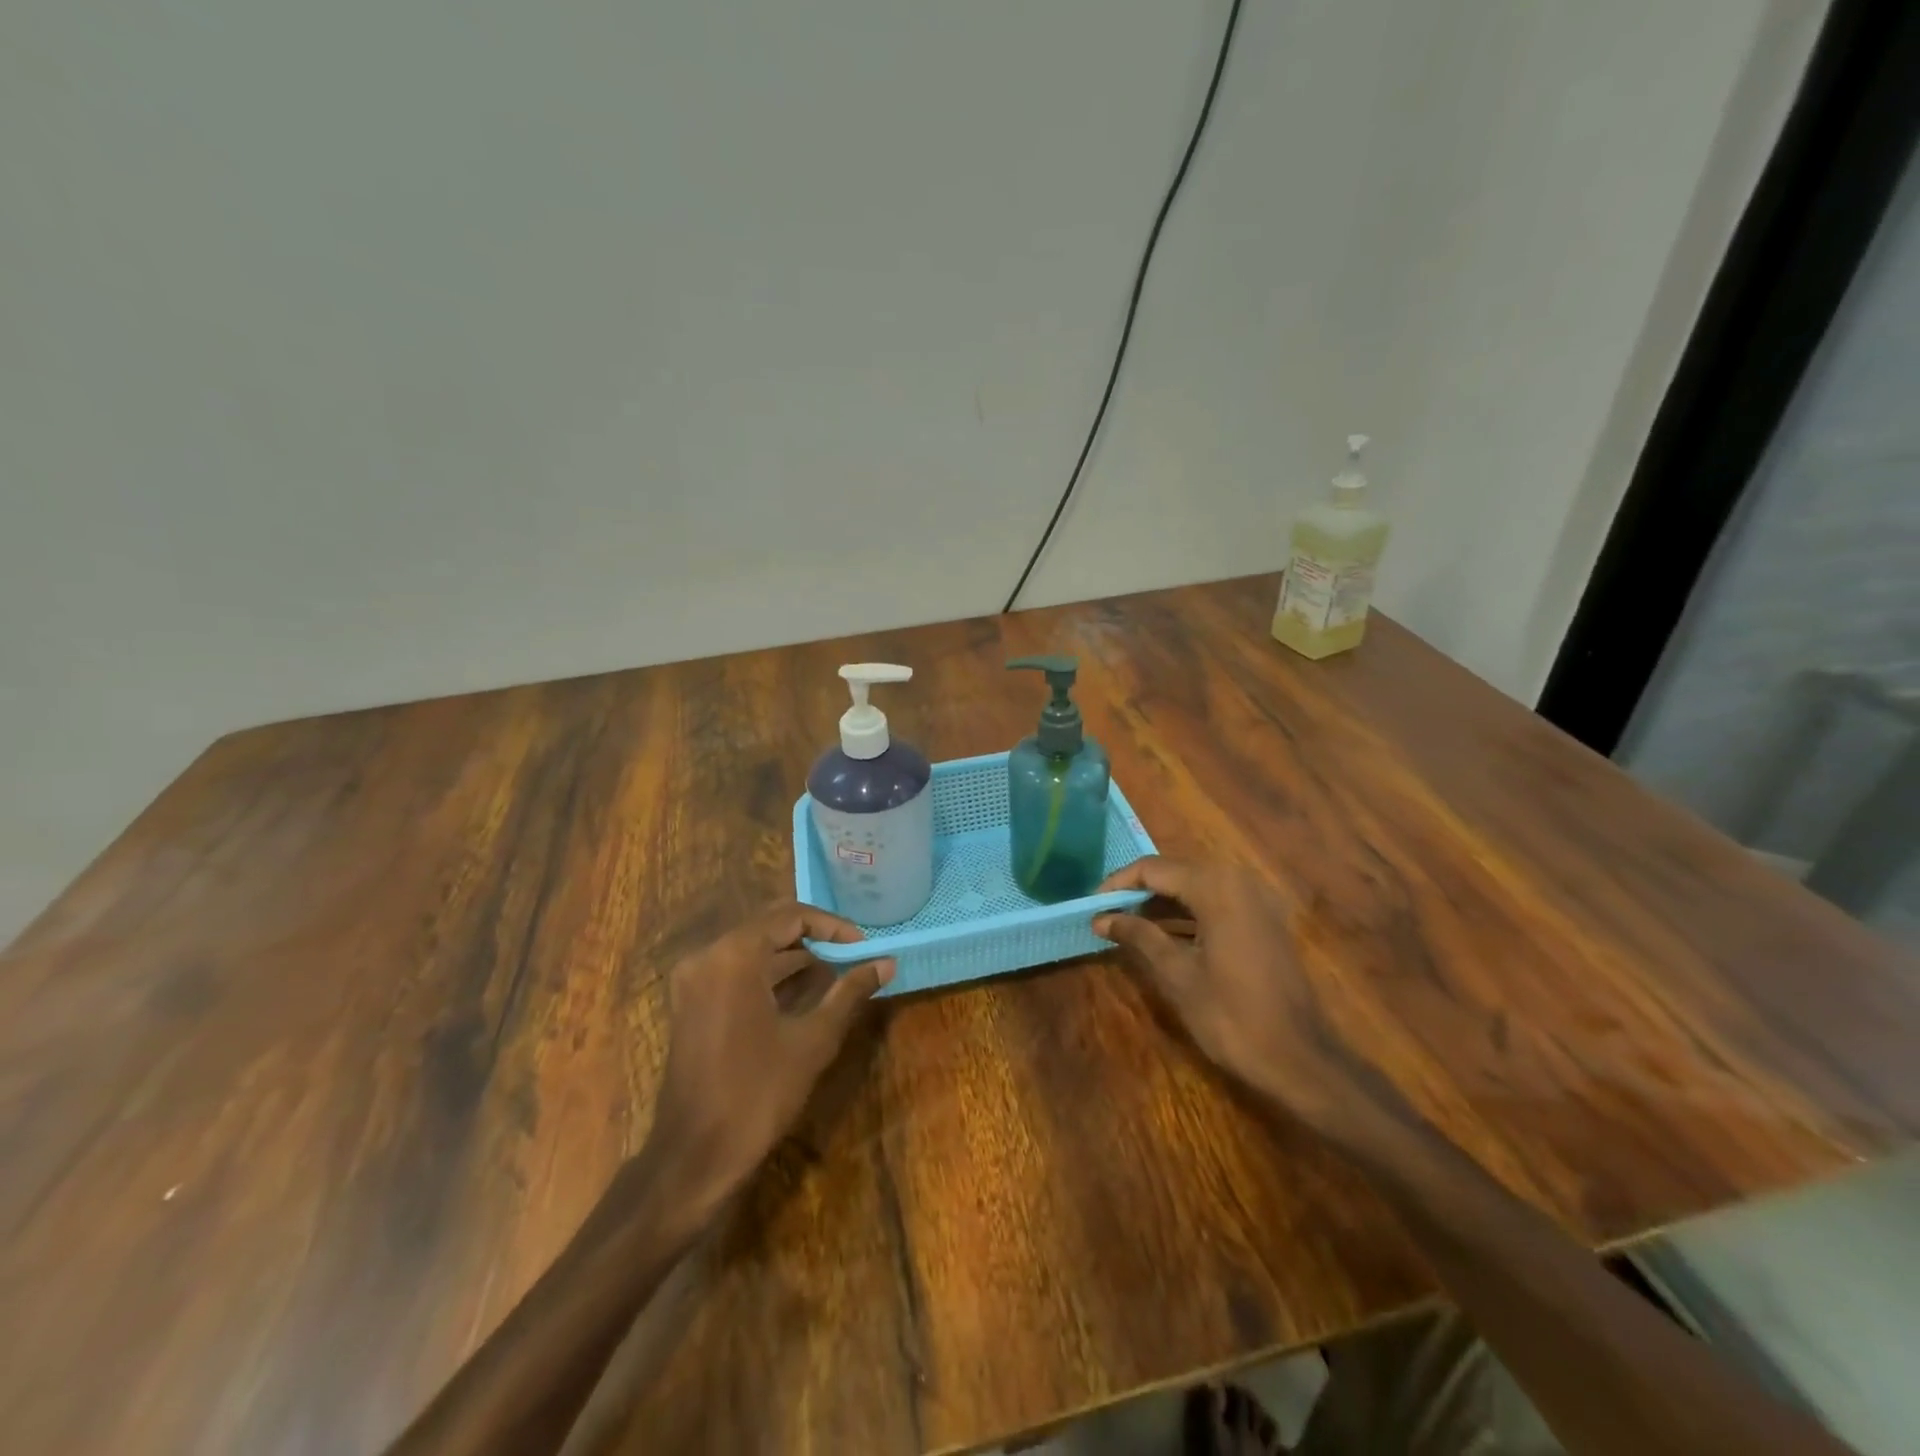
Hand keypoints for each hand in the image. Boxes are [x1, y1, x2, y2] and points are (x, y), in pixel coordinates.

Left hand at [638, 903, 892, 1223]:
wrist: (695, 1157)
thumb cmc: (758, 1093)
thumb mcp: (813, 1040)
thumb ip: (850, 993)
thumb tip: (887, 963)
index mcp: (735, 955)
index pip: (791, 916)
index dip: (832, 926)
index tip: (863, 946)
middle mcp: (707, 956)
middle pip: (769, 926)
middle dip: (813, 938)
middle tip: (852, 954)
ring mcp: (692, 980)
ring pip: (751, 948)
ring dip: (792, 956)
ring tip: (834, 973)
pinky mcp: (689, 1003)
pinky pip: (734, 969)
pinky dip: (768, 973)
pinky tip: (800, 992)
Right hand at [1094, 857, 1399, 1143]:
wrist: (1301, 1059)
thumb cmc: (1232, 1016)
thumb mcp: (1176, 974)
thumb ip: (1138, 936)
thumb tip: (1101, 918)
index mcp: (1216, 887)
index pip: (1153, 868)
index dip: (1117, 884)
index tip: (1092, 906)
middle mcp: (1238, 880)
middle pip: (1175, 871)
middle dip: (1138, 891)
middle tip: (1107, 915)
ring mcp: (1256, 900)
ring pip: (1196, 886)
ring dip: (1161, 902)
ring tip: (1127, 925)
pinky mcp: (1264, 920)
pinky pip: (1216, 901)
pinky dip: (1187, 912)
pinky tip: (1164, 935)